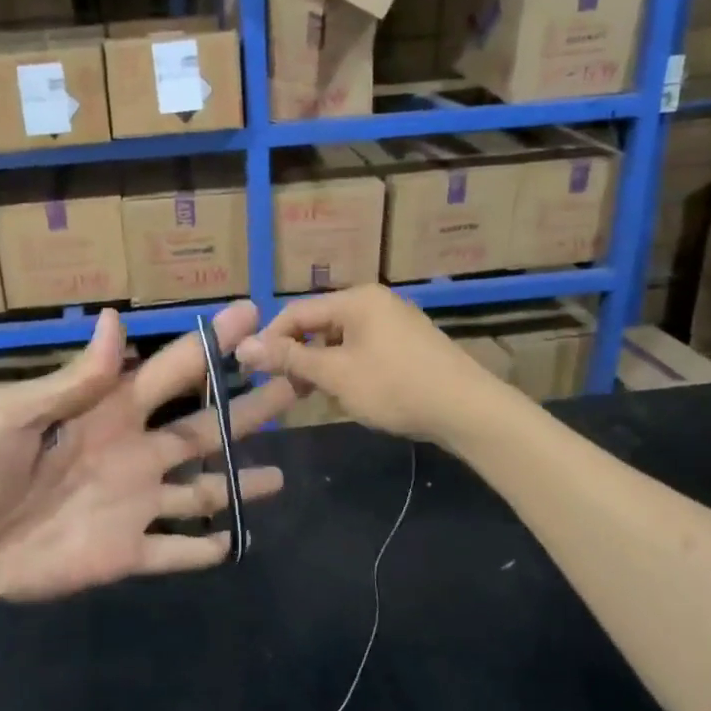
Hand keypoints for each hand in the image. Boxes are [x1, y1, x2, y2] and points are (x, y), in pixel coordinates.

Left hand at [0, 301, 297, 604]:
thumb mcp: (12, 414)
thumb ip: (73, 379)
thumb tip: (116, 319)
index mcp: (108, 412)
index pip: (172, 371)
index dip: (211, 343)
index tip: (252, 315)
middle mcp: (133, 453)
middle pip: (205, 428)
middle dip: (248, 408)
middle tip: (293, 384)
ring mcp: (133, 505)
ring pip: (202, 489)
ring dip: (240, 483)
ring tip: (279, 476)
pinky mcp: (125, 553)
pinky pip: (174, 551)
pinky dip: (204, 549)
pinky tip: (233, 542)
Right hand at [235, 285, 505, 444]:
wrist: (467, 410)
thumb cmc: (395, 387)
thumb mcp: (335, 375)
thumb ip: (289, 359)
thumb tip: (243, 347)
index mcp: (356, 299)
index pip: (296, 312)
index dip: (270, 339)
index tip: (251, 370)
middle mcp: (375, 302)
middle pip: (319, 325)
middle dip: (298, 356)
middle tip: (282, 389)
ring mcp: (395, 323)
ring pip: (341, 341)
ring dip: (321, 367)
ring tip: (313, 397)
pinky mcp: (408, 345)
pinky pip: (363, 351)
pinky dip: (347, 370)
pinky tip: (346, 396)